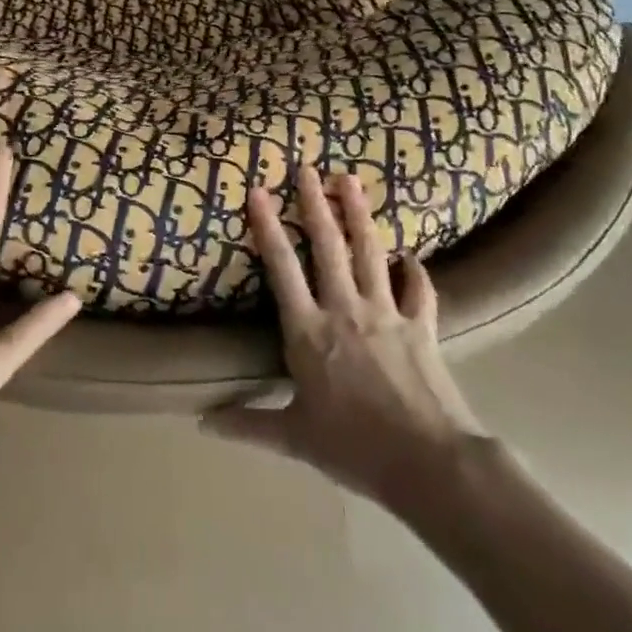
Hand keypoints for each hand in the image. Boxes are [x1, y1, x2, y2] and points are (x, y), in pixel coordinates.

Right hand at [202, 167, 485, 505]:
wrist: (428, 463)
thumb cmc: (354, 448)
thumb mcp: (294, 438)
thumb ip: (248, 425)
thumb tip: (202, 423)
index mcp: (308, 331)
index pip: (282, 269)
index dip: (267, 227)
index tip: (258, 191)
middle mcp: (344, 309)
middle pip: (328, 246)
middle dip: (315, 203)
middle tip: (308, 168)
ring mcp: (386, 313)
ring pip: (370, 252)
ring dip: (359, 214)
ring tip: (350, 180)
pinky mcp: (421, 326)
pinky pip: (419, 290)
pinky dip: (415, 272)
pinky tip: (410, 257)